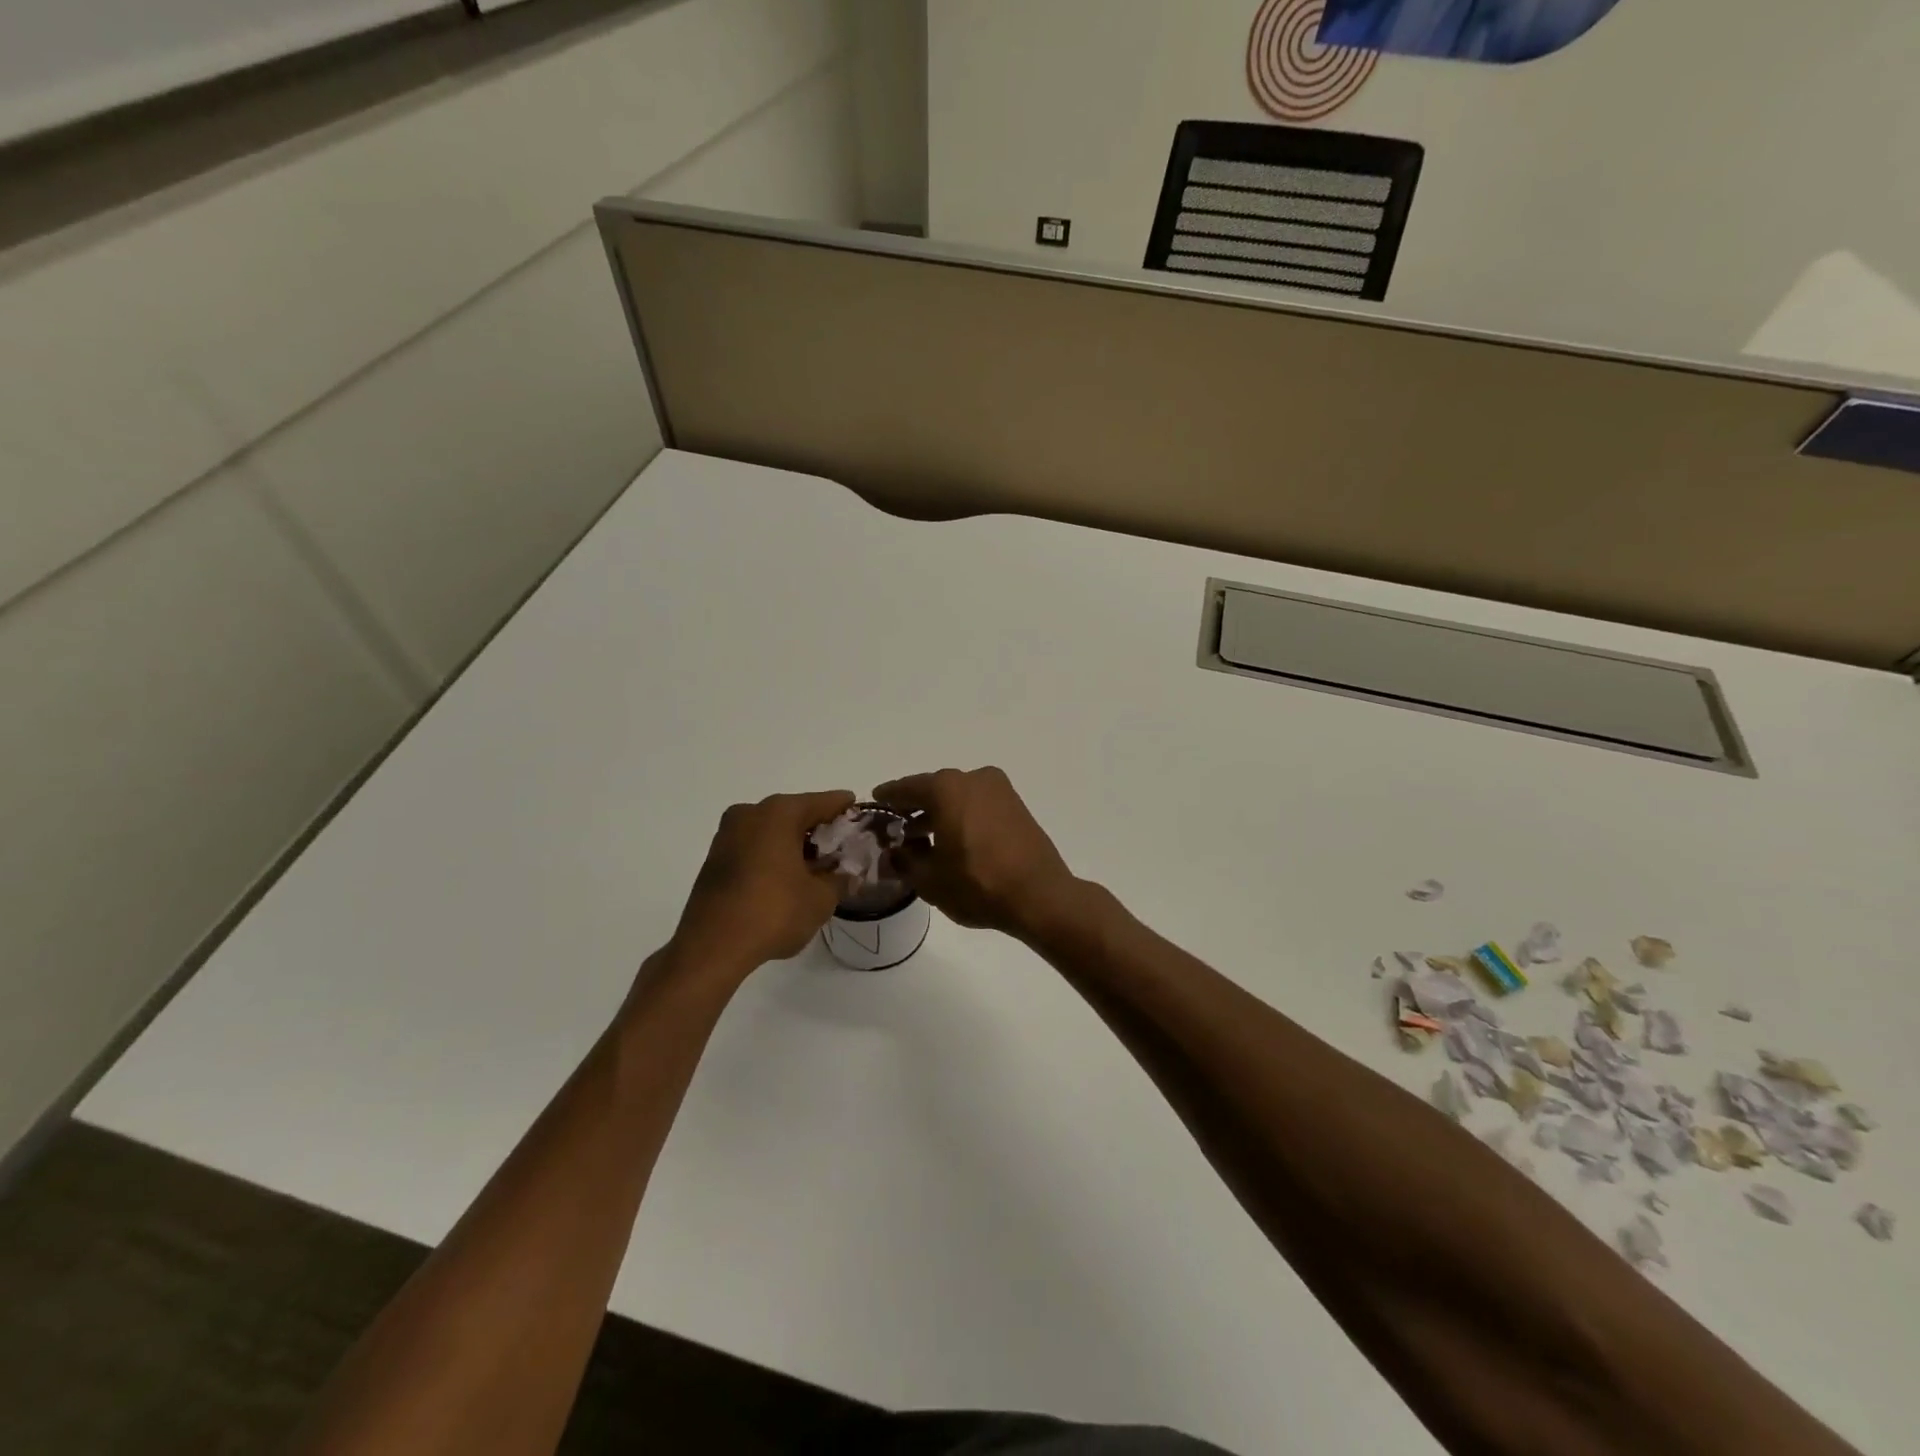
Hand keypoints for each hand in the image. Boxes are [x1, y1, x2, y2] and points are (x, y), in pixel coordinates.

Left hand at [668, 790, 854, 976]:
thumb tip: (847, 874)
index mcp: (779, 813)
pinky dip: (774, 854)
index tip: (861, 814)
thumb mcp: (821, 899)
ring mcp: (727, 835)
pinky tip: (789, 876)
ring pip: (772, 830)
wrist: (711, 947)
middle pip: (795, 813)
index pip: (822, 802)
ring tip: (817, 865)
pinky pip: (755, 846)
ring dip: (795, 843)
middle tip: (842, 845)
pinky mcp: (715, 859)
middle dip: (819, 828)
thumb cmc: (773, 912)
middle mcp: (750, 814)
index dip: (845, 808)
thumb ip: (840, 879)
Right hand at [873, 767, 1079, 938]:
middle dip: (914, 807)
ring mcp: (1000, 791)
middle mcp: (974, 779)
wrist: (1040, 896)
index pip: (907, 788)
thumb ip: (904, 861)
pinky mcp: (1017, 807)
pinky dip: (961, 817)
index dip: (888, 797)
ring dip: (939, 814)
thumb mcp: (929, 879)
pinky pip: (979, 806)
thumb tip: (894, 853)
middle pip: (934, 789)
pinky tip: (952, 841)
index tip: (875, 801)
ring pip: (959, 797)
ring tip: (922, 840)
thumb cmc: (977, 883)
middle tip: (895, 827)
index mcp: (948, 788)